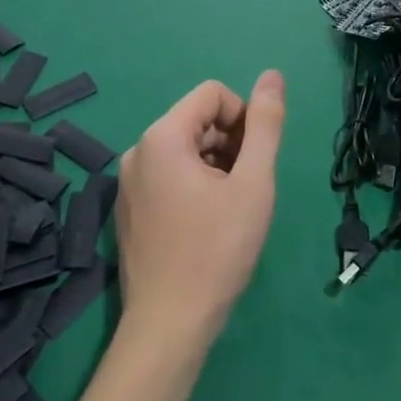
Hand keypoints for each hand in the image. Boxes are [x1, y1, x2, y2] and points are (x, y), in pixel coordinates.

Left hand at [115, 72, 284, 344]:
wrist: (169, 325)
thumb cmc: (217, 250)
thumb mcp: (253, 183)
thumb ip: (265, 125)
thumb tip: (272, 76)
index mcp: (162, 136)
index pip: (213, 94)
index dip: (243, 118)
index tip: (255, 160)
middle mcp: (137, 150)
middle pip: (196, 120)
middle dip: (229, 143)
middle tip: (246, 187)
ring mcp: (128, 181)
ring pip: (184, 149)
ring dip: (214, 165)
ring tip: (228, 208)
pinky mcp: (128, 208)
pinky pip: (167, 175)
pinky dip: (194, 185)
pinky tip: (206, 223)